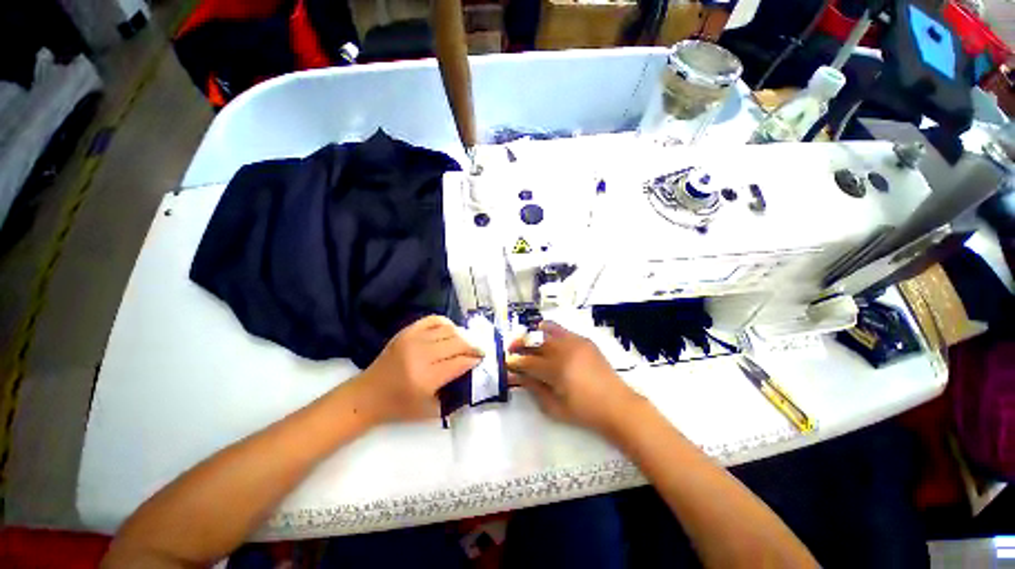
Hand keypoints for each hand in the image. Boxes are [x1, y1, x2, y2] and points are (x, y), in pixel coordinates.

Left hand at [355, 315, 482, 423]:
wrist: (367, 395)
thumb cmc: (399, 407)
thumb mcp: (431, 411)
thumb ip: (455, 395)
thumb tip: (474, 376)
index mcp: (426, 378)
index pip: (460, 362)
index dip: (474, 360)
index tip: (482, 360)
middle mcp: (421, 355)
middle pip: (457, 343)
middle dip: (473, 346)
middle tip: (479, 351)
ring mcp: (412, 340)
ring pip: (448, 330)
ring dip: (462, 335)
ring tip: (466, 343)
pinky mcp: (406, 332)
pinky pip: (433, 320)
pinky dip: (446, 323)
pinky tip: (451, 331)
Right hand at [506, 321, 643, 435]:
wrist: (617, 405)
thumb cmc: (584, 412)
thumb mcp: (554, 407)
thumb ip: (533, 388)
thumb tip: (517, 376)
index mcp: (556, 370)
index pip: (528, 361)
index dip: (514, 361)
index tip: (506, 362)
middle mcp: (564, 350)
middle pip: (535, 342)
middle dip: (520, 343)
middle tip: (511, 348)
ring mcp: (575, 342)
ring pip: (548, 330)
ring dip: (534, 334)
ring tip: (526, 339)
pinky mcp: (584, 340)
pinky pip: (562, 329)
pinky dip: (550, 330)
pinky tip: (545, 335)